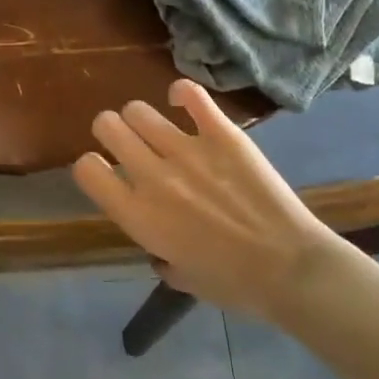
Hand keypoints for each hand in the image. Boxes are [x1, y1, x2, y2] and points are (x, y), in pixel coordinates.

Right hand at [72, 80, 346, 320]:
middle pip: (106, 126)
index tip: (105, 172)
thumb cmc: (233, 284)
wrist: (292, 270)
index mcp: (137, 216)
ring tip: (157, 129)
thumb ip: (158, 253)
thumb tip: (158, 247)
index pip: (86, 169)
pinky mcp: (223, 134)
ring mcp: (188, 151)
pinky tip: (184, 102)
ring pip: (138, 110)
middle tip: (127, 142)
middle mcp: (152, 176)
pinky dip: (182, 93)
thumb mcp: (180, 277)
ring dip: (140, 118)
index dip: (90, 166)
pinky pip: (191, 95)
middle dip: (110, 131)